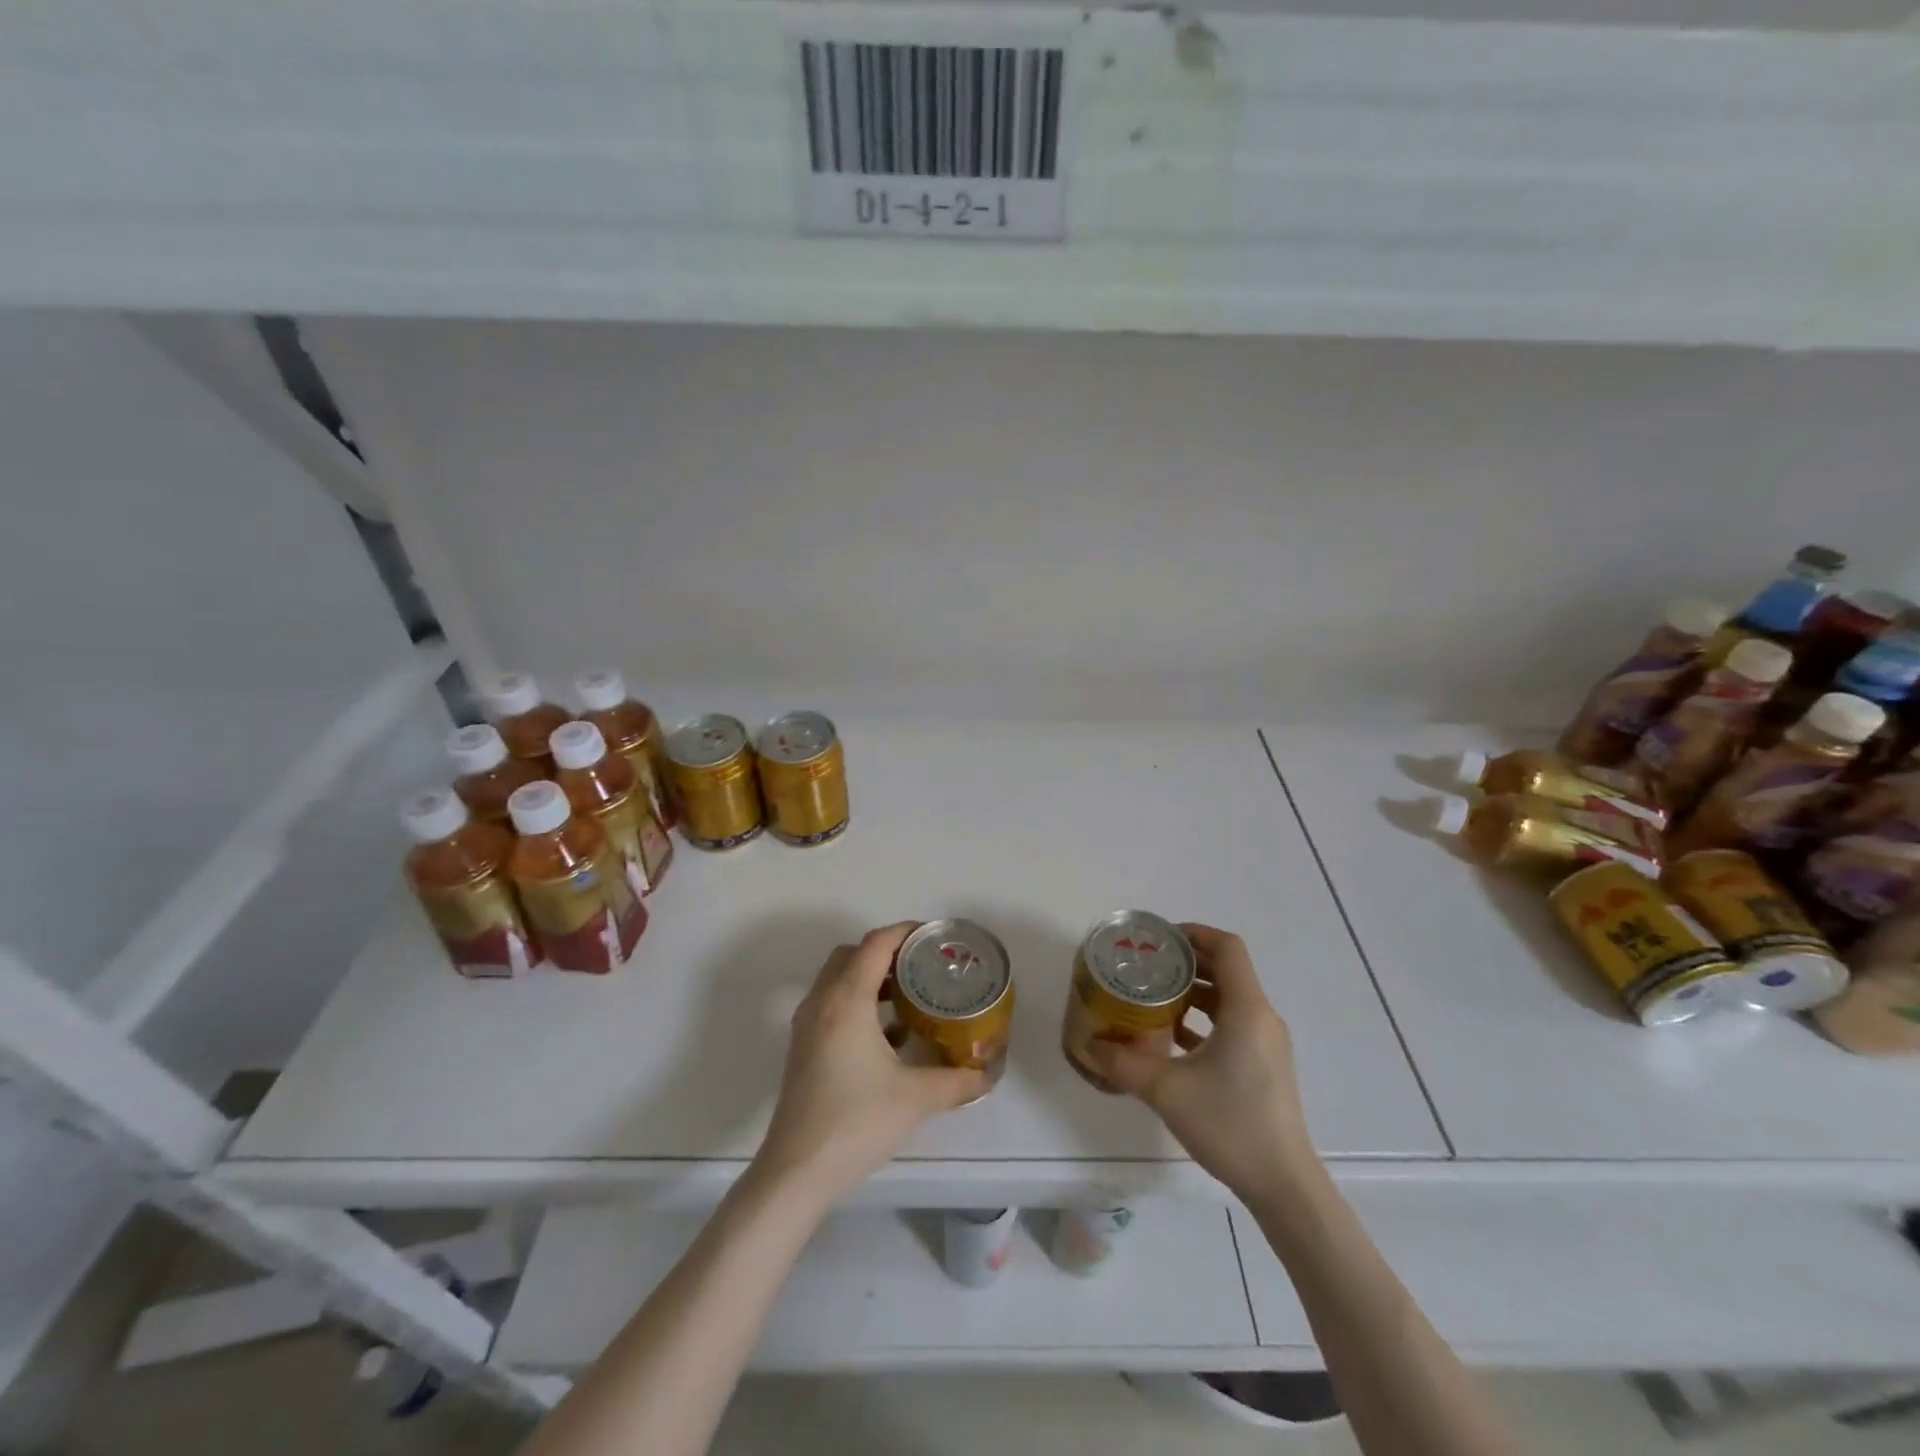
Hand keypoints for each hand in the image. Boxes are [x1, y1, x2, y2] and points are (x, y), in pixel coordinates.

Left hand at [753, 923, 989, 1204]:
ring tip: (909, 995)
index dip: (905, 932)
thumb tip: (987, 1075)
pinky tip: (887, 1033)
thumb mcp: (916, 1098)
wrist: (796, 1171)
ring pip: (838, 978)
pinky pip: (831, 1003)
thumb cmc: (856, 1123)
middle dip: (887, 952)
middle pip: (853, 954)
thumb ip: (957, 1081)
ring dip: (870, 977)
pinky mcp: (803, 1046)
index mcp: (846, 1000)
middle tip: (922, 966)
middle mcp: (822, 1002)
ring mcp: (807, 1024)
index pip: (875, 944)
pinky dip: (857, 1001)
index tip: (935, 937)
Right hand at [1085, 924, 1317, 1204]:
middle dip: (1188, 961)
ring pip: (1229, 999)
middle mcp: (1261, 1018)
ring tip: (1154, 997)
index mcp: (1247, 1010)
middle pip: (1227, 969)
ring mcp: (1266, 1043)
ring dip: (1194, 992)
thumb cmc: (1229, 1124)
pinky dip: (1205, 1019)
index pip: (1227, 948)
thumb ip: (1123, 1063)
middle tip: (1148, 964)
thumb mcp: (1166, 1090)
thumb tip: (1090, 1044)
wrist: (1283, 1185)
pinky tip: (1172, 1037)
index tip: (1160, 938)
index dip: (1195, 933)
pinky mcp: (1264, 1066)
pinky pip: (1233, 1025)